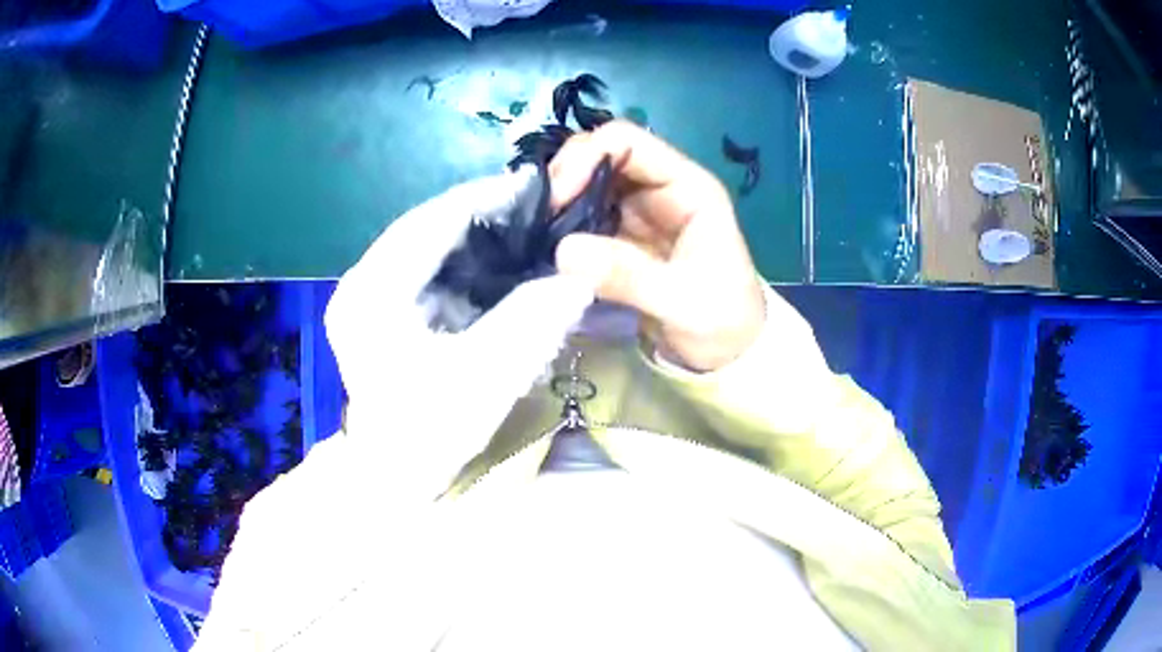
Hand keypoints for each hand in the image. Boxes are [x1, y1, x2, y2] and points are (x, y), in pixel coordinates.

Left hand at [325, 170, 593, 500]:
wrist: (390, 484)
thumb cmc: (428, 437)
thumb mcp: (485, 379)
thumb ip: (531, 320)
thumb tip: (576, 276)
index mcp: (371, 292)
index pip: (430, 221)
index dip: (484, 198)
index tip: (535, 187)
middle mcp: (361, 283)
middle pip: (425, 227)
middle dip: (480, 214)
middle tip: (535, 209)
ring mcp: (366, 297)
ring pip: (424, 245)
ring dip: (472, 235)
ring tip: (521, 229)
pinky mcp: (378, 313)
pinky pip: (424, 270)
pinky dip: (461, 262)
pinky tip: (494, 265)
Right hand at [549, 121, 766, 371]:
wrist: (728, 354)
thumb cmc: (721, 321)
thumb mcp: (680, 300)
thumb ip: (627, 275)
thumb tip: (563, 251)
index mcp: (686, 187)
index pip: (628, 142)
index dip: (586, 157)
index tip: (557, 198)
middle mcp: (659, 188)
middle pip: (599, 153)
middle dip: (564, 175)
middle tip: (537, 216)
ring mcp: (637, 211)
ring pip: (585, 182)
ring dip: (557, 199)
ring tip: (536, 230)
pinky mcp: (619, 237)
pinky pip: (581, 216)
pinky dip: (559, 224)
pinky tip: (545, 243)